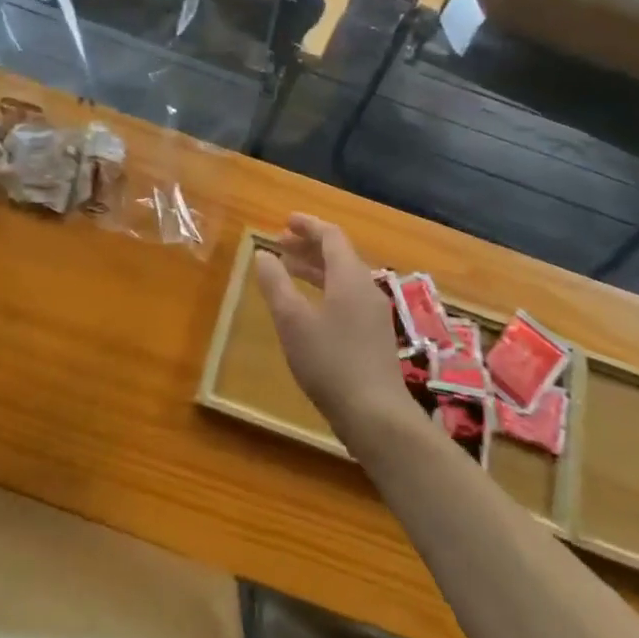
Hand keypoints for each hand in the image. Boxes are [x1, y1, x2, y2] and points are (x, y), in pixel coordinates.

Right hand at [254, 215, 417, 442]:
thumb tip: (262, 254)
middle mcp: (366, 288)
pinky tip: (308, 306)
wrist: (376, 415)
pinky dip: (325, 289)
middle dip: (309, 246)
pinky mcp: (374, 335)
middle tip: (280, 244)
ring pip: (343, 277)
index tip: (285, 222)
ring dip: (315, 268)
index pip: (331, 236)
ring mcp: (373, 313)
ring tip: (288, 270)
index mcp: (349, 277)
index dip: (308, 225)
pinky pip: (347, 296)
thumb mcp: (292, 321)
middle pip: (339, 254)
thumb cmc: (330, 362)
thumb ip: (276, 284)